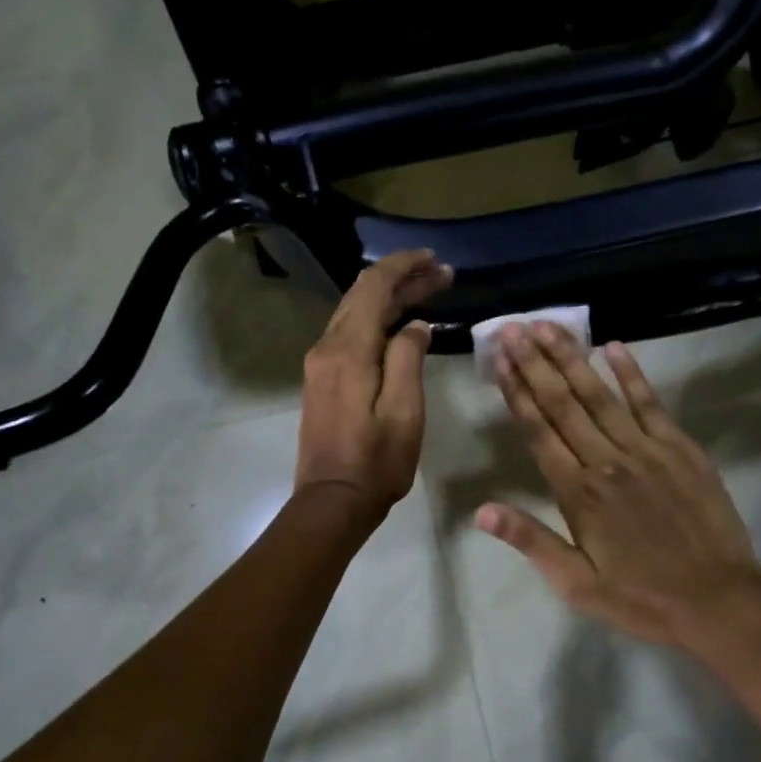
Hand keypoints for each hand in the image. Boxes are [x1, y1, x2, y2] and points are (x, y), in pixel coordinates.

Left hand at [294, 249, 452, 517]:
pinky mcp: (321, 380)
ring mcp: (319, 364)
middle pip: (362, 295)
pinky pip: (348, 333)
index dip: (405, 267)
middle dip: (400, 278)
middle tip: (441, 275)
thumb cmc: (376, 462)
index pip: (374, 288)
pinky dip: (375, 319)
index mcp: (348, 350)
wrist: (333, 501)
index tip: (436, 260)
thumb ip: (408, 359)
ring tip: (426, 292)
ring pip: (354, 312)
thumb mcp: (405, 412)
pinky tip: (398, 324)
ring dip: (388, 298)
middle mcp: (327, 347)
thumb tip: (415, 326)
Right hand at [478, 323, 760, 645]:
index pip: (539, 431)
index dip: (517, 392)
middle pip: (564, 403)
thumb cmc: (640, 598)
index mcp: (578, 493)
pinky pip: (651, 403)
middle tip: (514, 327)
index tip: (501, 359)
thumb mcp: (576, 582)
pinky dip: (632, 374)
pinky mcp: (681, 449)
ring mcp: (647, 450)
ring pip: (602, 395)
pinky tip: (614, 347)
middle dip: (535, 363)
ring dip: (573, 358)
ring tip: (549, 327)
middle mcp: (607, 461)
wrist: (717, 601)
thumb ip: (530, 541)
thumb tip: (481, 511)